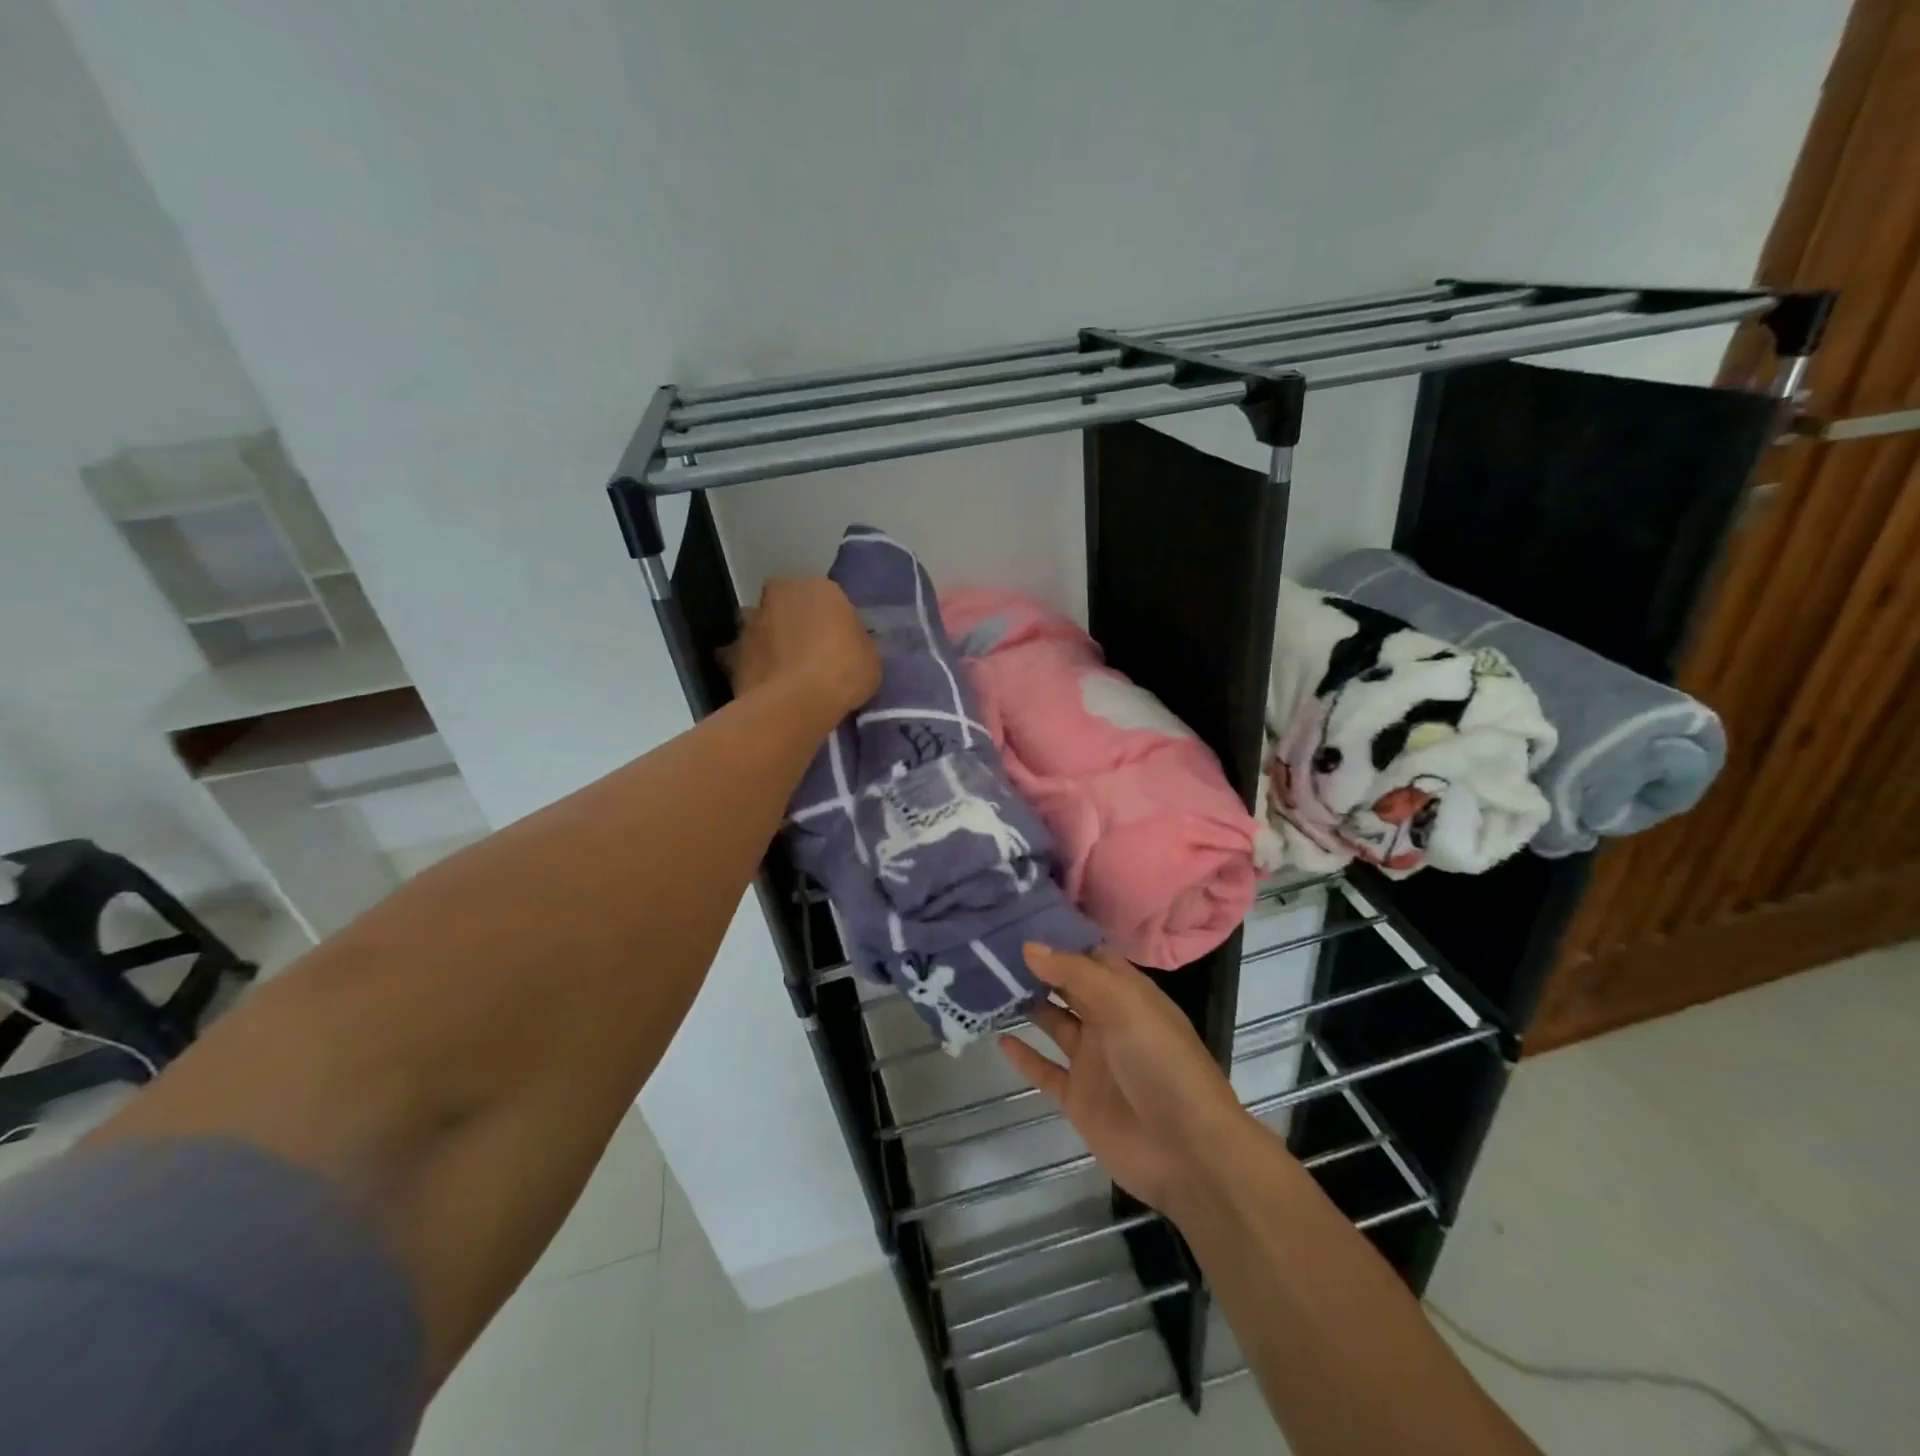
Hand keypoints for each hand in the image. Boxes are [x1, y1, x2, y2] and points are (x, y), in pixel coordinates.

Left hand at [724, 578, 880, 720]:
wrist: (796, 704)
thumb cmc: (843, 671)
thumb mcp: (870, 656)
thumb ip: (855, 642)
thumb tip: (848, 644)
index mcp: (819, 587)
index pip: (826, 597)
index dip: (831, 620)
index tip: (838, 643)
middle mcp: (780, 594)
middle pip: (787, 605)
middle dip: (794, 623)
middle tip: (809, 652)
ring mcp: (751, 623)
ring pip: (762, 627)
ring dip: (770, 642)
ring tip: (785, 672)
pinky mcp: (732, 654)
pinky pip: (746, 658)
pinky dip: (754, 668)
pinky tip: (767, 688)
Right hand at [1000, 945, 1250, 1218]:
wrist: (1187, 1151)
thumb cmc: (1160, 1062)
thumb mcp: (1123, 1004)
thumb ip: (1075, 973)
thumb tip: (1029, 946)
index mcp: (1128, 994)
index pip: (1091, 956)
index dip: (1061, 940)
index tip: (1020, 921)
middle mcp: (1109, 1021)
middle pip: (1069, 987)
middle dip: (1038, 968)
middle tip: (993, 947)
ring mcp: (1093, 1060)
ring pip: (1054, 1024)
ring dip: (1028, 1006)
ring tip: (988, 984)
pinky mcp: (1078, 1097)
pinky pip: (1045, 1070)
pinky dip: (1024, 1056)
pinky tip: (1000, 1038)